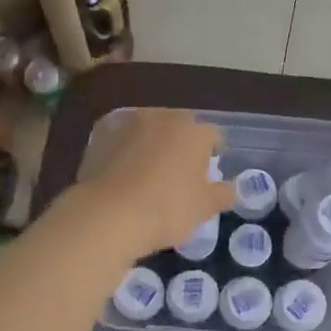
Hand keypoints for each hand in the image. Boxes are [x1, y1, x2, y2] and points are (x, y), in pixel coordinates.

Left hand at [80, 109, 233, 255]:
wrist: (109, 214)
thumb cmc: (167, 209)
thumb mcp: (203, 208)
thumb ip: (221, 194)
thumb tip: (231, 188)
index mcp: (194, 130)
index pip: (212, 137)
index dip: (212, 155)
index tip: (206, 176)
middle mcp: (162, 116)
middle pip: (178, 128)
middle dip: (179, 146)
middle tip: (176, 177)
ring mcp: (127, 122)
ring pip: (146, 131)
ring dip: (149, 145)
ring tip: (145, 176)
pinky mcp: (99, 134)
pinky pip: (119, 140)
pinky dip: (122, 151)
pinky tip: (120, 175)